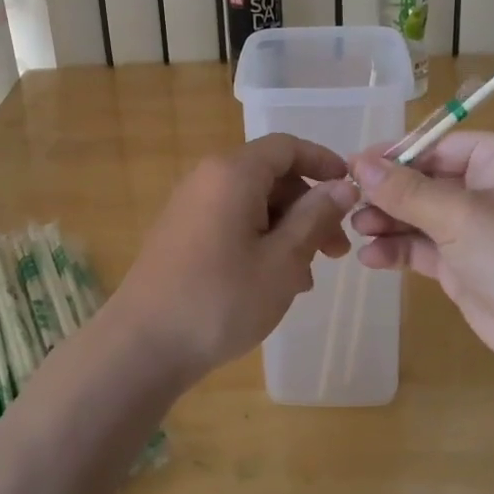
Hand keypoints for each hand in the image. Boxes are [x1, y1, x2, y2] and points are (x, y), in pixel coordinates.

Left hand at [110, 134, 358, 384]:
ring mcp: (190, 206)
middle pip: (270, 176)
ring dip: (287, 230)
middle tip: (336, 250)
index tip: (352, 190)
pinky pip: (231, 221)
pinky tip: (273, 282)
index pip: (286, 147)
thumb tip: (343, 186)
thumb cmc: (221, 300)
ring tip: (307, 276)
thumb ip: (315, 217)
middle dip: (308, 207)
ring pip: (252, 202)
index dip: (323, 162)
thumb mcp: (282, 261)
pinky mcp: (181, 233)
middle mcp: (208, 178)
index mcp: (233, 173)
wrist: (142, 347)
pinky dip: (259, 239)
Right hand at [350, 133, 493, 374]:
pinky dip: (399, 250)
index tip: (353, 166)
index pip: (437, 145)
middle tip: (348, 203)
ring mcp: (477, 229)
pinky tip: (372, 258)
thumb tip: (359, 163)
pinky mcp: (466, 265)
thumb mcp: (459, 215)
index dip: (395, 156)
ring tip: (356, 230)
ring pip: (420, 215)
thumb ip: (406, 190)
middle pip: (425, 180)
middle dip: (388, 193)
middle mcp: (489, 188)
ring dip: (388, 222)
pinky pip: (424, 248)